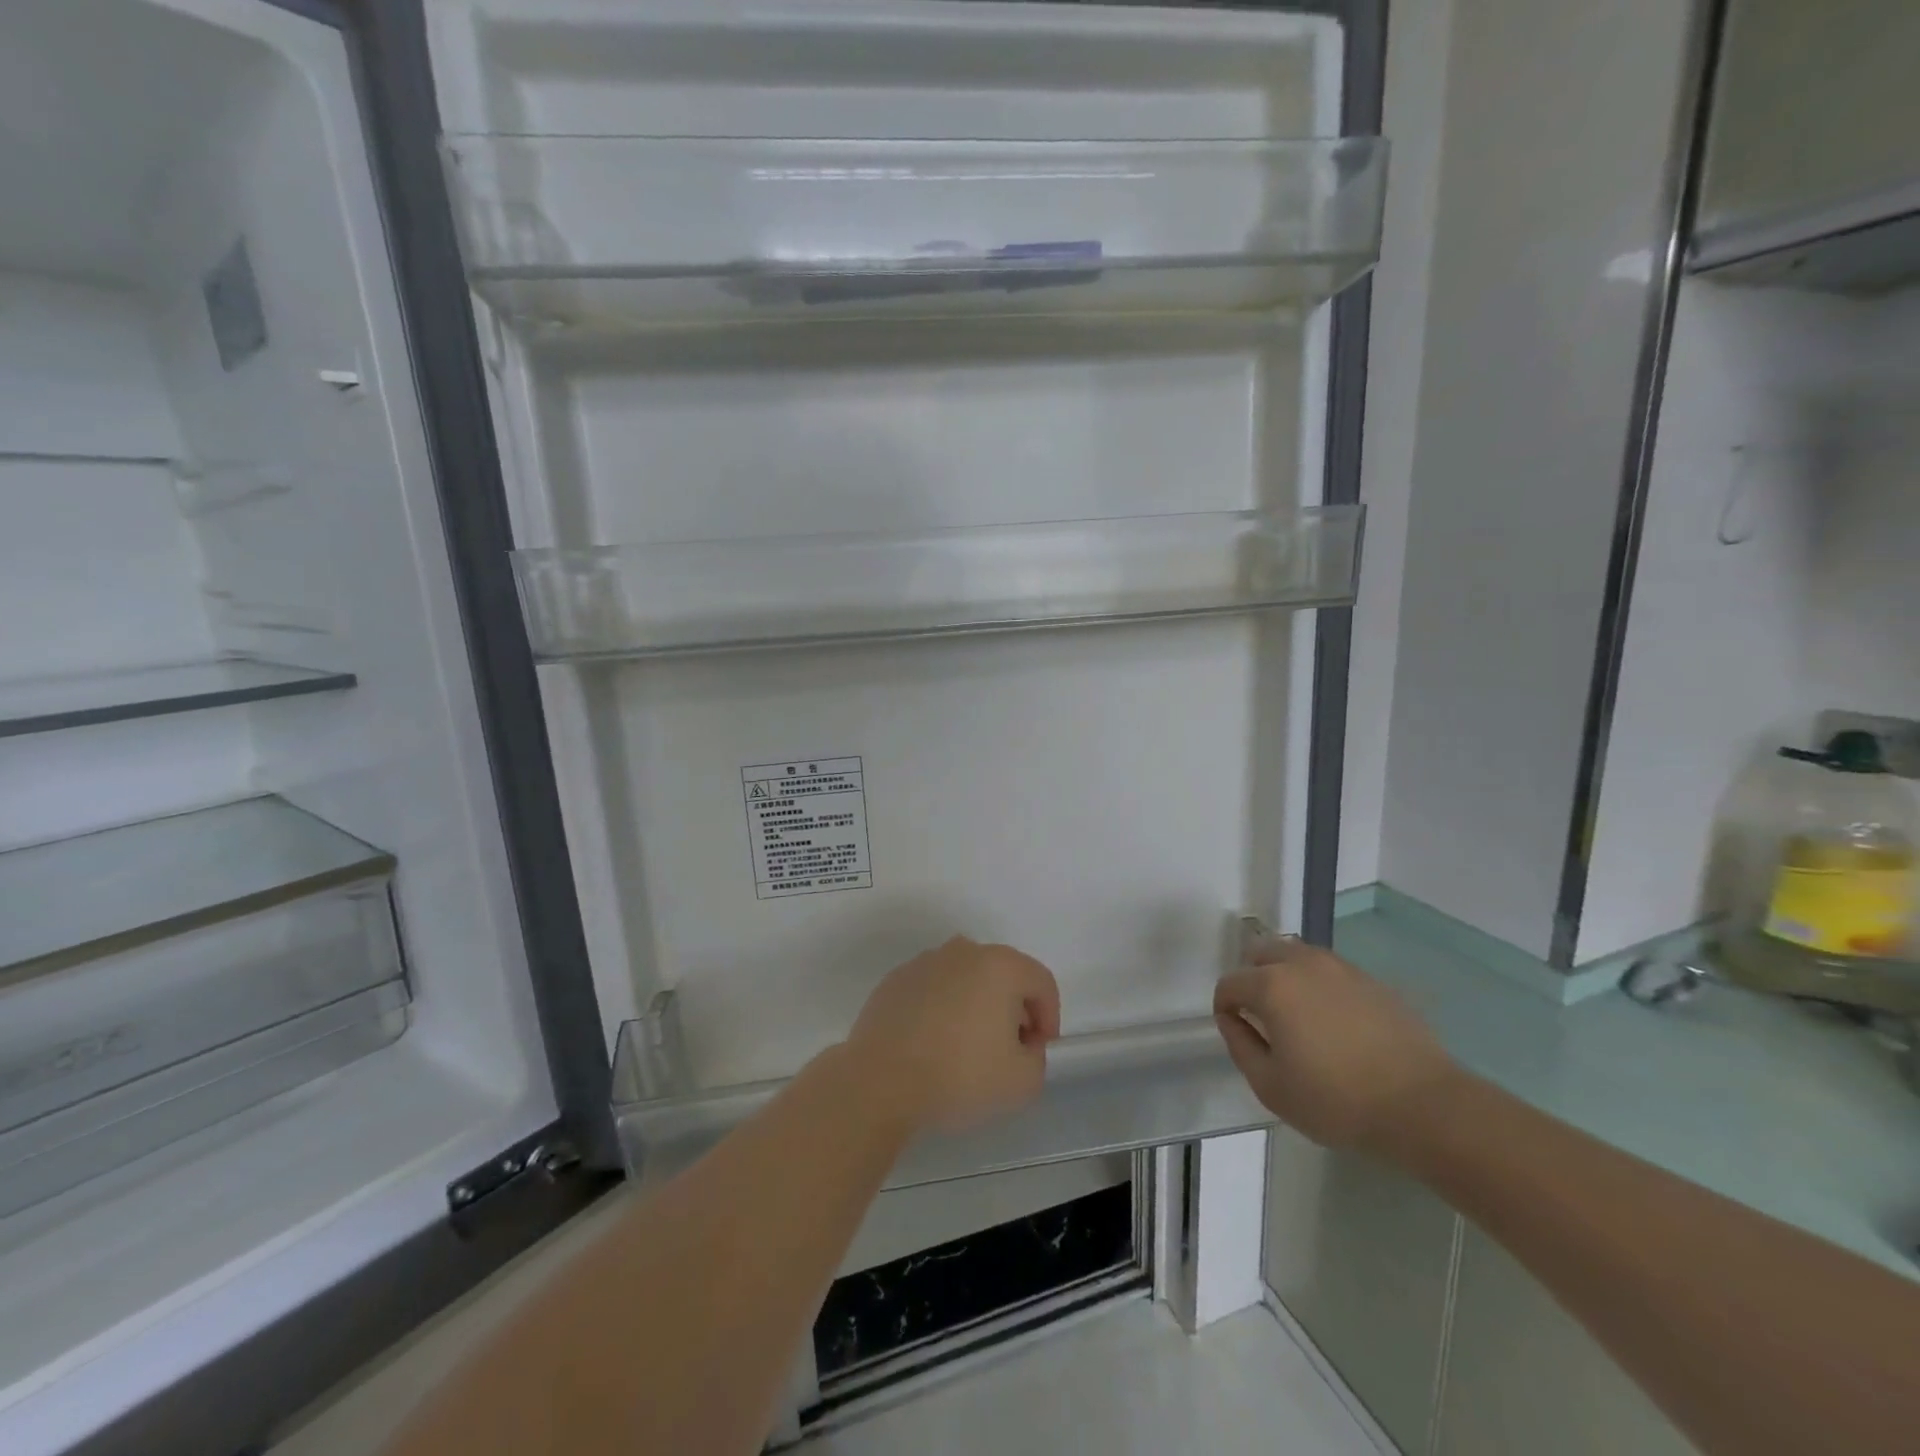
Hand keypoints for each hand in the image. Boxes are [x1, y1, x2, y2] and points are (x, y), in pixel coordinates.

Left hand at [844, 937, 1060, 1134]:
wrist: (880, 1081)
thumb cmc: (959, 1075)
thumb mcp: (1023, 1082)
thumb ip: (1036, 1057)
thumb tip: (1021, 1044)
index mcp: (1000, 965)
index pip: (1041, 982)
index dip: (1049, 1016)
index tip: (1038, 1050)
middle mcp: (963, 952)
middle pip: (1002, 975)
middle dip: (1012, 1008)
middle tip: (1007, 1049)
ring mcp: (925, 962)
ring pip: (965, 979)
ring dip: (974, 1006)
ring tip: (966, 1048)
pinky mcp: (895, 980)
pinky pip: (933, 990)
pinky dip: (941, 1009)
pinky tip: (932, 1045)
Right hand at [1214, 937, 1457, 1150]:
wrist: (1424, 1106)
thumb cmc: (1337, 1101)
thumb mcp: (1271, 1086)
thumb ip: (1240, 1045)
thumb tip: (1232, 1019)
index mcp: (1272, 985)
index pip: (1230, 983)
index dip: (1224, 1007)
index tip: (1235, 1031)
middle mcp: (1302, 964)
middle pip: (1261, 954)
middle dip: (1252, 979)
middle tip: (1262, 1018)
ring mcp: (1341, 968)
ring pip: (1297, 956)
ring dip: (1286, 976)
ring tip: (1298, 1016)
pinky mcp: (1372, 980)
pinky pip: (1330, 971)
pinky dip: (1319, 986)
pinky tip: (1334, 1022)